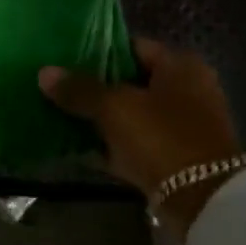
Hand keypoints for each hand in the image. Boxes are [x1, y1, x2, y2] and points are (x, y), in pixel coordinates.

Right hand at [39, 38, 244, 235]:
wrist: (201, 197)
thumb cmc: (161, 137)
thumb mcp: (115, 108)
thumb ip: (80, 90)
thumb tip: (44, 72)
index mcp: (181, 65)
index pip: (133, 46)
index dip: (98, 52)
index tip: (65, 61)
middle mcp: (188, 89)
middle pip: (132, 82)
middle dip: (96, 88)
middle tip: (58, 91)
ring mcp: (183, 125)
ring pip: (132, 115)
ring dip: (102, 119)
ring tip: (62, 117)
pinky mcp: (175, 156)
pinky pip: (136, 143)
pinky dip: (113, 145)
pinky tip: (80, 149)